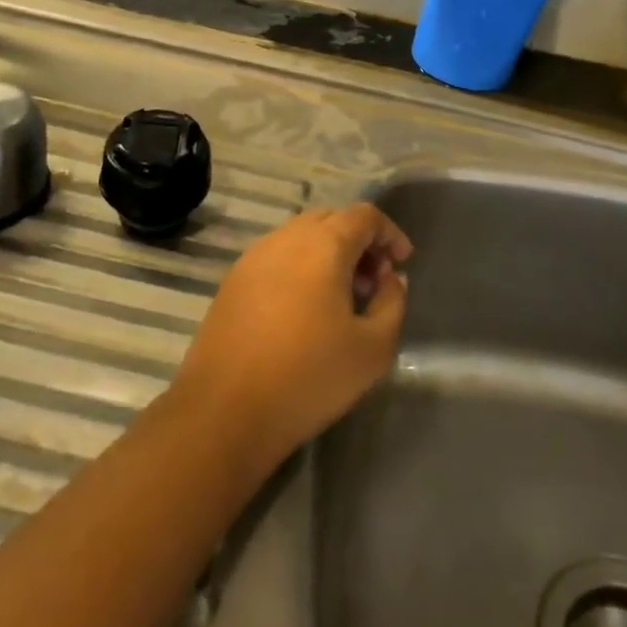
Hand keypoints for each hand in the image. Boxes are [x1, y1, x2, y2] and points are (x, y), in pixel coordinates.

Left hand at [169, 203, 411, 471]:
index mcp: (324, 244)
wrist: (224, 410)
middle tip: (373, 282)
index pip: (365, 215)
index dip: (390, 233)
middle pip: (332, 218)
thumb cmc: (308, 377)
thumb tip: (390, 279)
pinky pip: (278, 255)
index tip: (402, 264)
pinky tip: (304, 309)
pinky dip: (301, 265)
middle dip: (360, 241)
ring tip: (340, 298)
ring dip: (329, 253)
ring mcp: (255, 255)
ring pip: (302, 235)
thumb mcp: (372, 349)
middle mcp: (287, 237)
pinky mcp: (234, 278)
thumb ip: (392, 303)